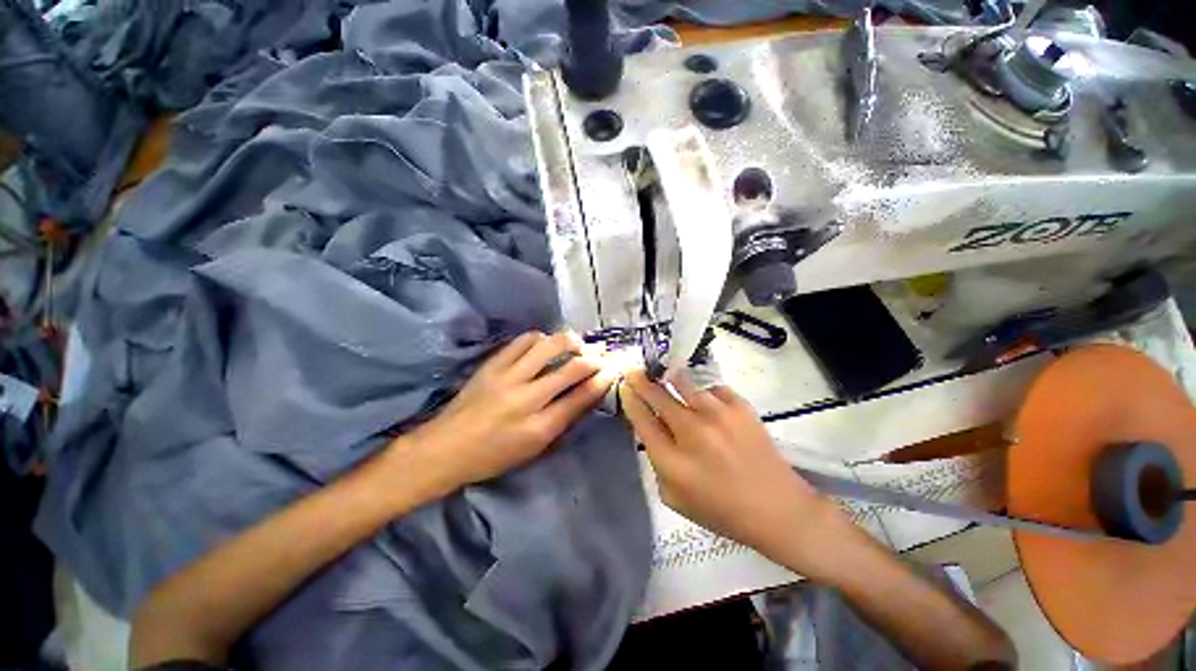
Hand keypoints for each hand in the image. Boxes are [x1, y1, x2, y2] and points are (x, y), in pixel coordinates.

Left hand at [392, 331, 617, 497]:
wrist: (445, 448)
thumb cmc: (494, 456)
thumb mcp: (534, 448)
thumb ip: (563, 420)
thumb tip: (587, 393)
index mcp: (539, 428)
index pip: (580, 397)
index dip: (601, 381)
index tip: (612, 370)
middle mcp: (526, 399)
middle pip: (571, 369)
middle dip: (593, 359)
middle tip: (600, 355)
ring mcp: (507, 377)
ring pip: (548, 346)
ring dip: (569, 341)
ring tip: (576, 344)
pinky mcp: (492, 365)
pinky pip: (522, 341)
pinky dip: (540, 338)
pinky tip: (545, 343)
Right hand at [619, 369, 830, 558]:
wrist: (777, 509)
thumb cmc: (722, 510)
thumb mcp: (675, 498)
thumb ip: (657, 464)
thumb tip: (650, 431)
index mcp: (673, 462)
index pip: (642, 420)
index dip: (629, 400)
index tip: (624, 387)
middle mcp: (692, 433)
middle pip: (657, 396)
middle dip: (640, 380)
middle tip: (634, 369)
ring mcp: (718, 416)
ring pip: (683, 382)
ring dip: (669, 376)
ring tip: (663, 370)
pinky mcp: (741, 407)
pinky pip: (712, 387)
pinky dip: (703, 389)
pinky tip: (702, 395)